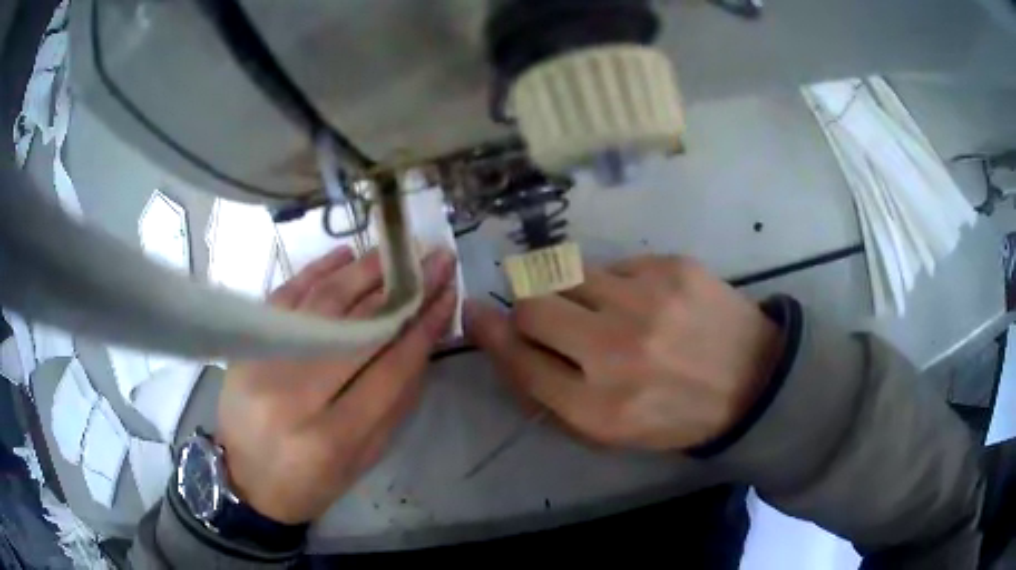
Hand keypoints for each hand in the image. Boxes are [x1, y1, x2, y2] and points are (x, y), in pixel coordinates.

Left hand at [217, 246, 457, 523]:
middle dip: (403, 290)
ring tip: (397, 250)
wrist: (246, 481)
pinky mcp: (246, 346)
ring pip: (322, 304)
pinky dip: (317, 271)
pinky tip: (346, 255)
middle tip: (432, 259)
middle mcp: (294, 395)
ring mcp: (263, 363)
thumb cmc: (312, 483)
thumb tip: (423, 338)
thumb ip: (396, 401)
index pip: (389, 370)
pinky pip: (285, 296)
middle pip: (357, 329)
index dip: (423, 327)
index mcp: (332, 437)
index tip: (448, 292)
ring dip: (365, 272)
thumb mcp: (365, 458)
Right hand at [465, 255, 781, 450]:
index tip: (476, 314)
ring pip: (567, 272)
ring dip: (569, 289)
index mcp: (599, 409)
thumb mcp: (613, 432)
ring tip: (598, 305)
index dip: (489, 336)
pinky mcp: (671, 267)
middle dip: (527, 309)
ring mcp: (646, 302)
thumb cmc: (679, 415)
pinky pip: (614, 264)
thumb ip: (554, 397)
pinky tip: (644, 300)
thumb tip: (507, 345)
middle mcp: (616, 353)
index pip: (519, 362)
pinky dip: (616, 282)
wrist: (755, 379)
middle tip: (545, 313)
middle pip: (532, 306)